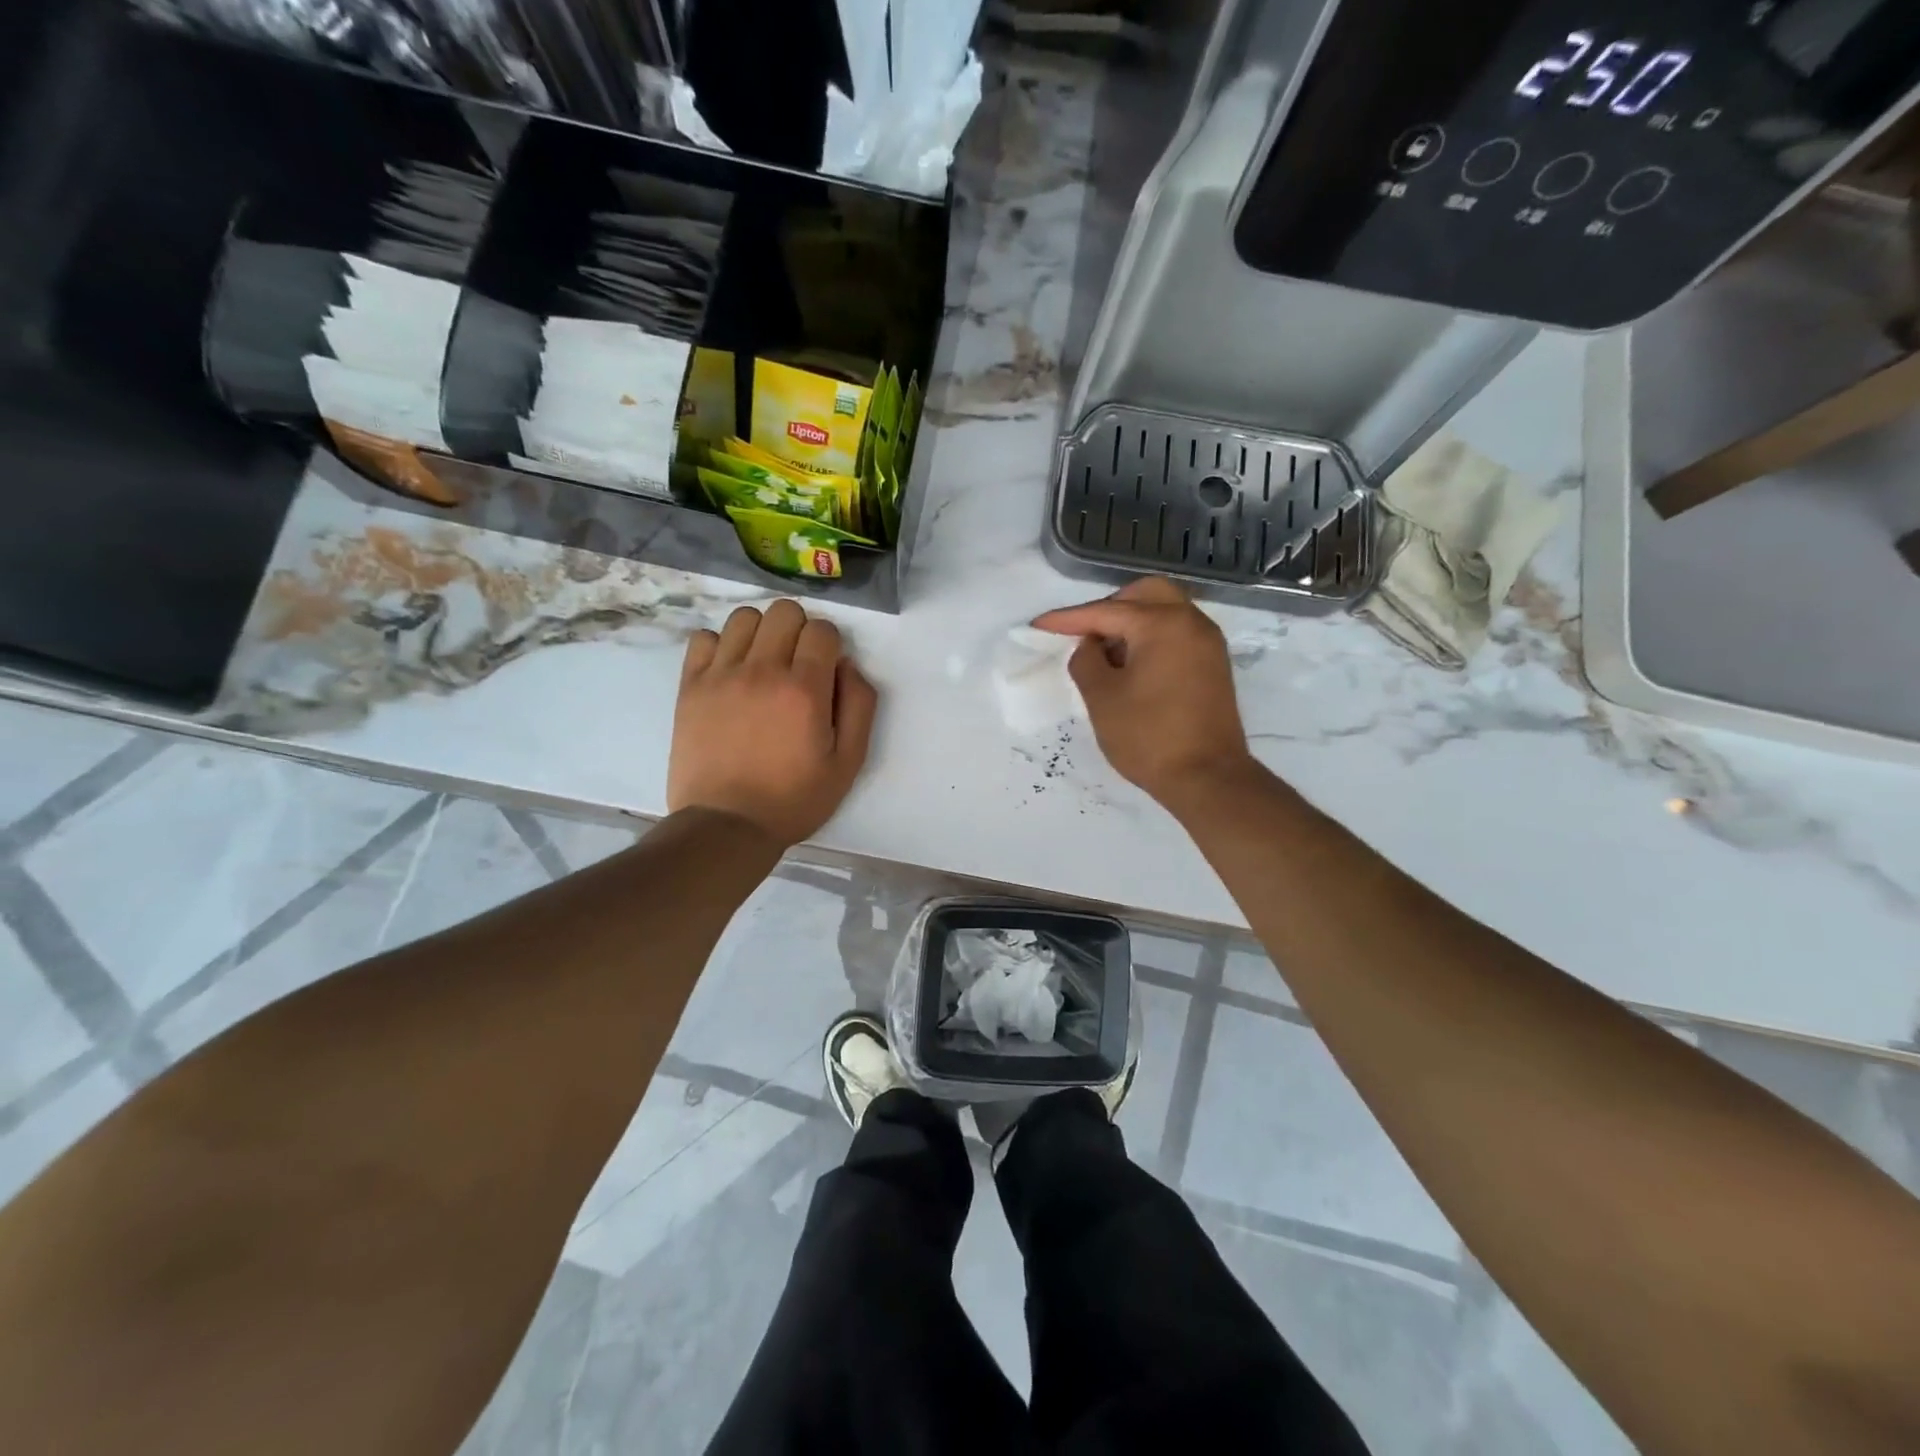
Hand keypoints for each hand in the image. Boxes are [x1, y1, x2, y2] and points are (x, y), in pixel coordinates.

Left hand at [670, 600, 878, 848]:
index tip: (826, 670)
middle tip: (797, 664)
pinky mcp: (691, 686)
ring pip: (743, 617)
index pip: (822, 629)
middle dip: (799, 630)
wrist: (727, 825)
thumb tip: (847, 665)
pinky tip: (729, 672)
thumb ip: (859, 706)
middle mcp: (762, 671)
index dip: (830, 644)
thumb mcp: (848, 763)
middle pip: (784, 612)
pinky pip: (703, 638)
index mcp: (804, 689)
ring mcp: (721, 675)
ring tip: (762, 663)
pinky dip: (720, 646)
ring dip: (761, 632)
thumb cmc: (794, 799)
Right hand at [1032, 577, 1259, 814]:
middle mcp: (1191, 622)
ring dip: (1133, 622)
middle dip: (1109, 607)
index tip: (1039, 625)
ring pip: (1165, 611)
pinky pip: (1178, 633)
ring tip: (1106, 653)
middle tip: (1084, 633)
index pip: (1106, 611)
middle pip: (1145, 594)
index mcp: (1162, 624)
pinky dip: (1152, 637)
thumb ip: (1086, 660)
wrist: (1207, 778)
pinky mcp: (1214, 665)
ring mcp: (1208, 643)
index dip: (1068, 619)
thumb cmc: (1148, 736)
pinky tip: (1132, 665)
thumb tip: (1090, 645)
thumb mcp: (1102, 697)